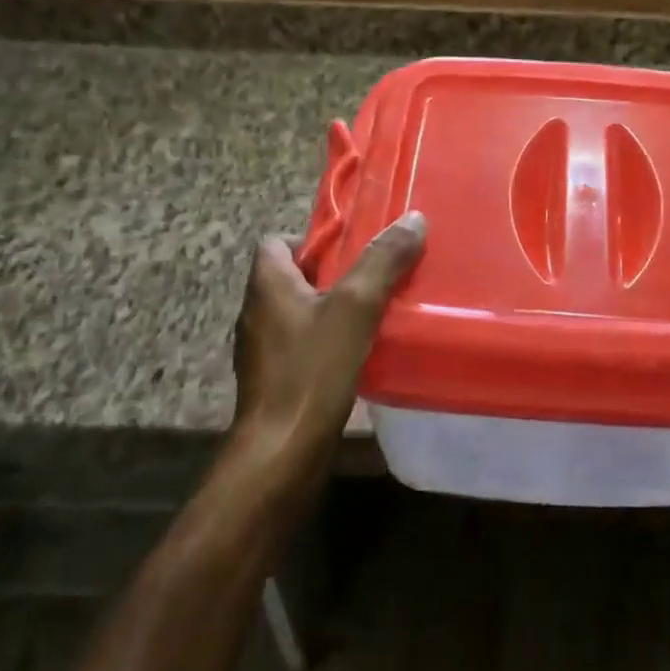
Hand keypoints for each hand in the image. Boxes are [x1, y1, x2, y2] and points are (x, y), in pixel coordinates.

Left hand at [230, 213, 426, 480]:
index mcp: (266, 285)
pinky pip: (302, 345)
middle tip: (375, 278)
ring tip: (374, 313)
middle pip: (293, 276)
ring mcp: (262, 350)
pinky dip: (327, 341)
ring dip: (332, 309)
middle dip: (333, 273)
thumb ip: (382, 261)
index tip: (352, 249)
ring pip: (300, 312)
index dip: (313, 239)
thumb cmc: (312, 370)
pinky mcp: (274, 380)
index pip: (277, 241)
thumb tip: (413, 218)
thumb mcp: (355, 307)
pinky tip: (359, 353)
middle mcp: (256, 312)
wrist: (282, 451)